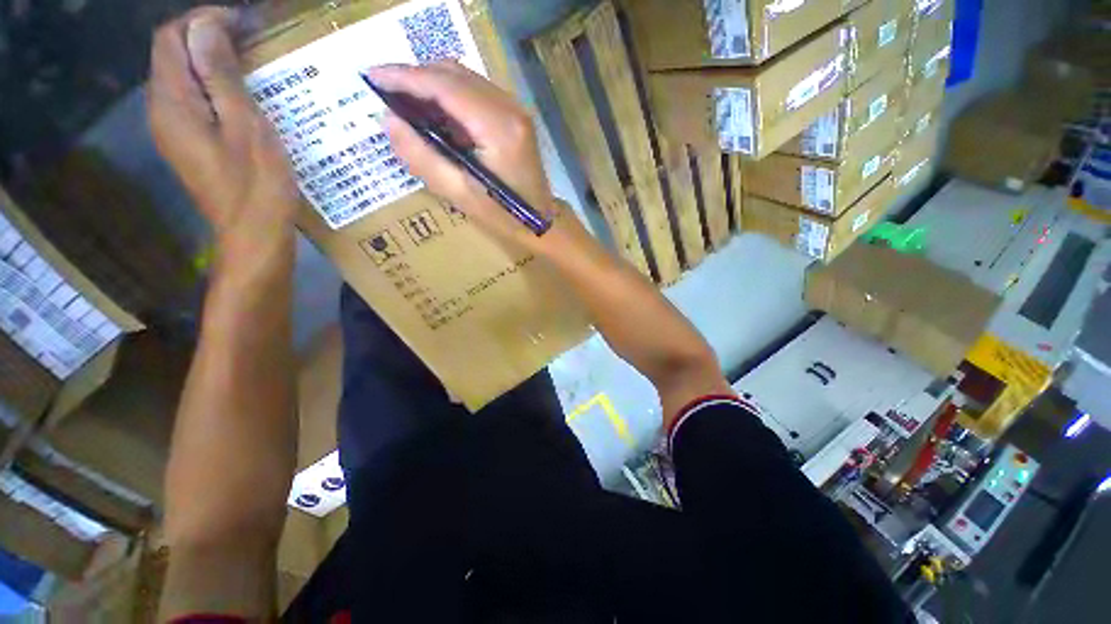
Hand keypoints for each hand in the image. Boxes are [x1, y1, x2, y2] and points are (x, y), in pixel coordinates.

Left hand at [148, 7, 299, 250]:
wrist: (254, 235)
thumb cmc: (257, 186)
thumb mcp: (246, 127)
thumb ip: (221, 76)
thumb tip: (207, 28)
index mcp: (173, 102)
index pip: (171, 39)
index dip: (204, 21)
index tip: (244, 22)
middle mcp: (162, 110)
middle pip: (173, 55)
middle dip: (208, 38)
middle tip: (252, 42)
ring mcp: (174, 130)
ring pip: (184, 78)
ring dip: (214, 64)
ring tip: (252, 67)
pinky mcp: (189, 144)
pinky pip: (194, 101)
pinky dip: (215, 88)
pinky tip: (243, 98)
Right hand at [368, 63, 562, 249]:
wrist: (540, 222)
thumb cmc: (503, 215)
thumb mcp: (459, 194)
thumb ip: (421, 157)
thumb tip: (389, 120)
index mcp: (498, 128)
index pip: (445, 85)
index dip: (405, 76)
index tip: (372, 76)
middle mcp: (510, 108)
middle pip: (454, 73)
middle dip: (416, 77)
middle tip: (387, 93)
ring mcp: (515, 110)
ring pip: (464, 78)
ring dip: (432, 84)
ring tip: (406, 103)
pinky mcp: (515, 116)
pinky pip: (475, 92)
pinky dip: (450, 95)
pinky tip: (436, 113)